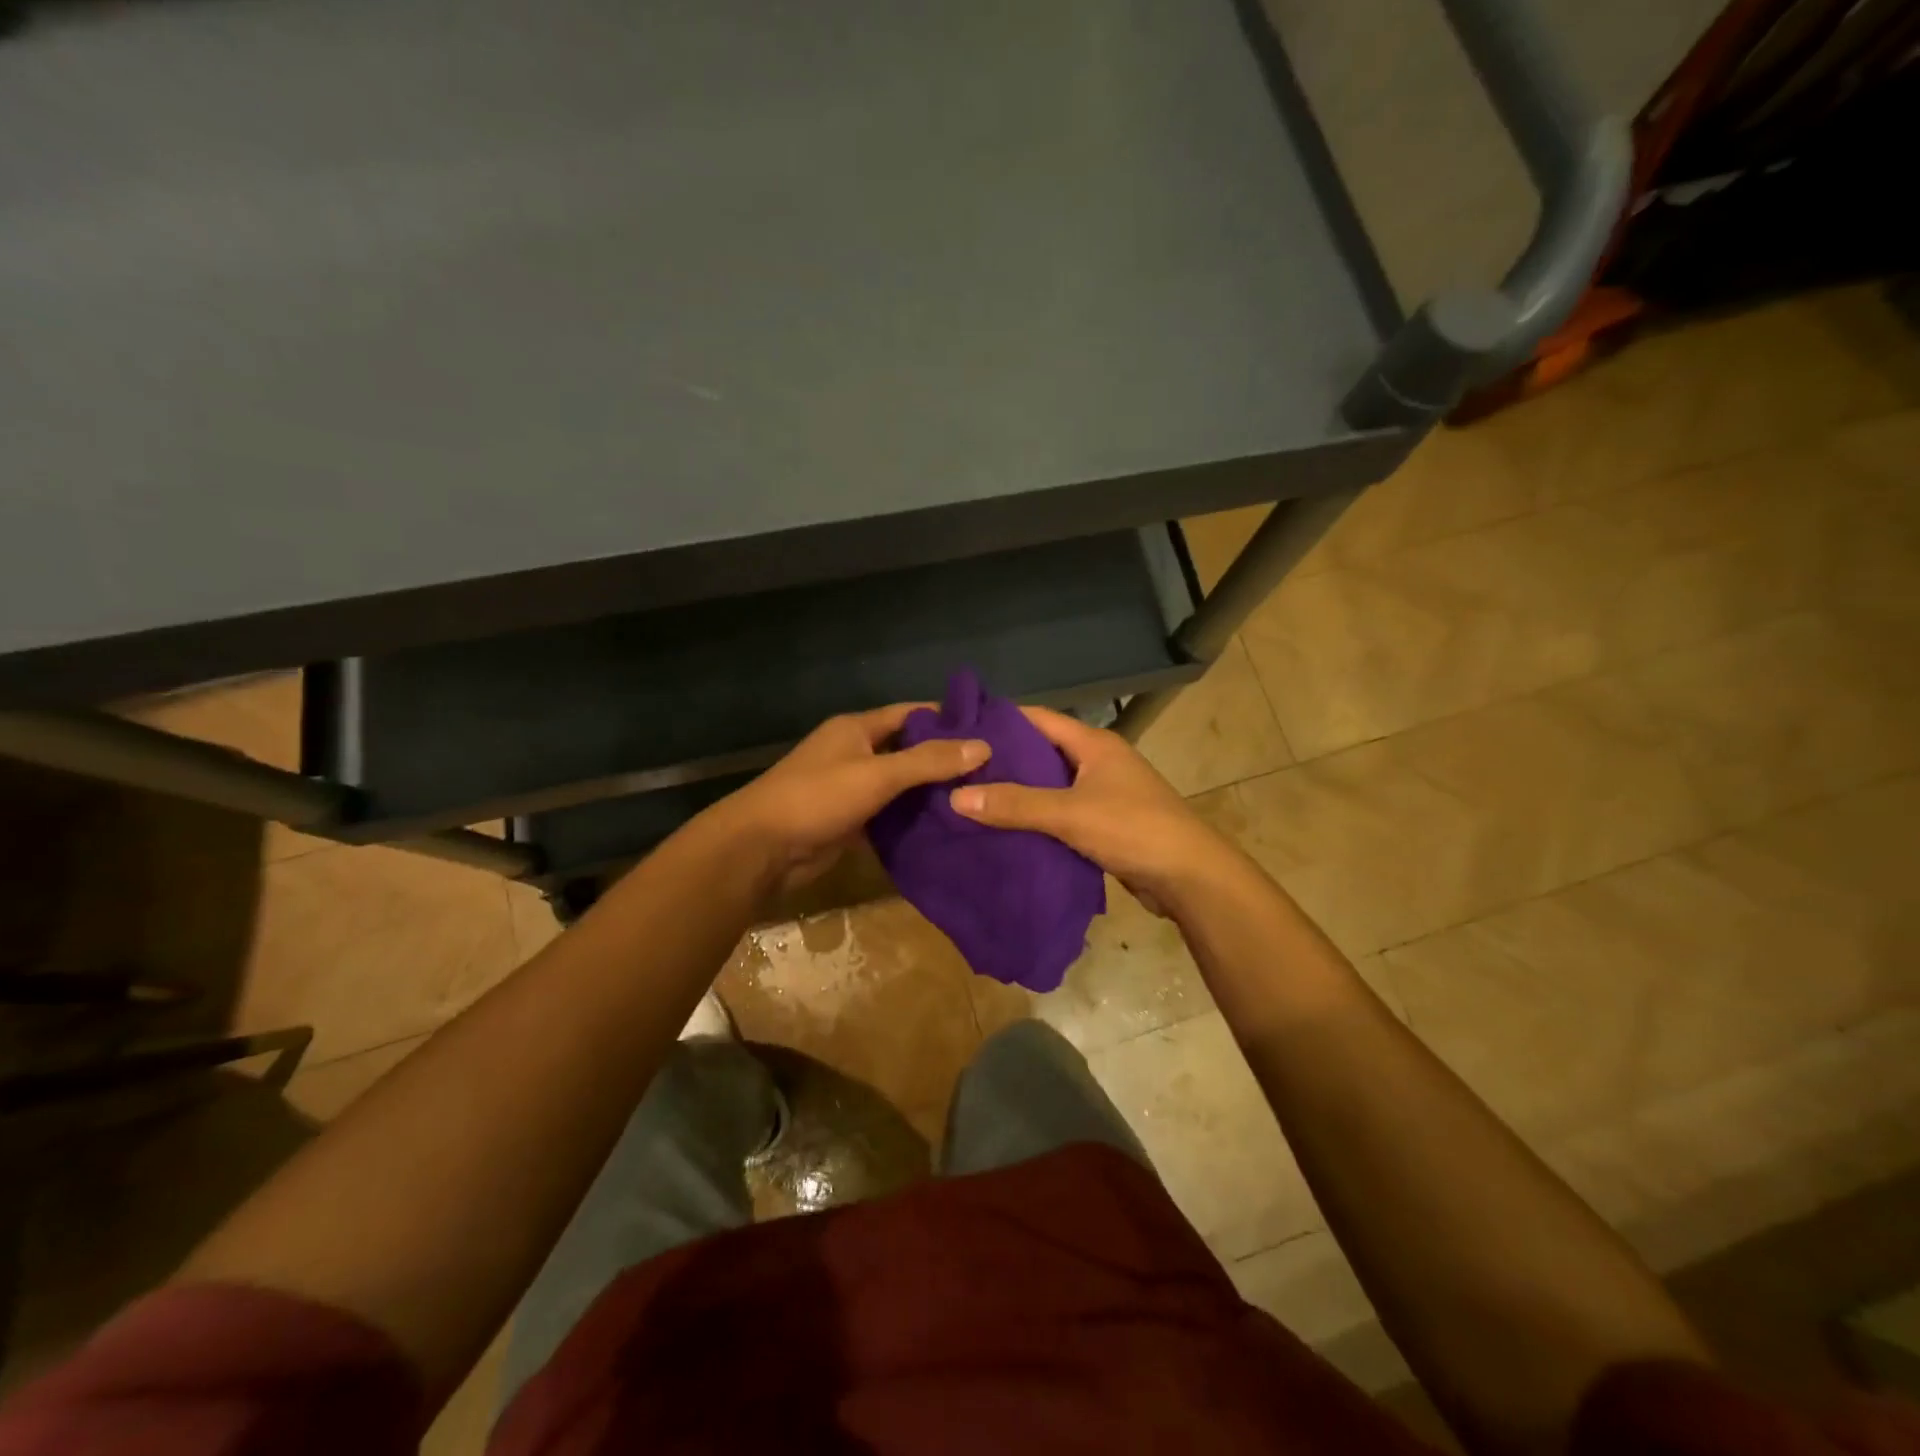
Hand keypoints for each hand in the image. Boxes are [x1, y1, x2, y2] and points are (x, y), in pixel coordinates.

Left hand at [713, 705, 989, 893]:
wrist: (762, 848)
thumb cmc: (817, 797)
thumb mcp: (877, 774)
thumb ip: (928, 761)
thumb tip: (983, 746)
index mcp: (857, 728)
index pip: (911, 714)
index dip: (947, 719)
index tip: (989, 730)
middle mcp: (855, 752)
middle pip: (908, 749)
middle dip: (945, 759)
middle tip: (993, 770)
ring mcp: (852, 787)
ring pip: (901, 785)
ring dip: (931, 792)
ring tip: (980, 798)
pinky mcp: (850, 820)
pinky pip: (890, 813)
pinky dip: (913, 818)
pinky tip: (947, 825)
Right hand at [947, 706, 1244, 911]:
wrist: (1190, 877)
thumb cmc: (1133, 829)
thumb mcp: (1069, 814)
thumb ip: (1015, 805)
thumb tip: (956, 797)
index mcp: (1093, 744)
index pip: (1038, 718)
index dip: (1000, 720)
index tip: (960, 728)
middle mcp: (1099, 761)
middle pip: (1042, 752)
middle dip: (1003, 760)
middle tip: (956, 768)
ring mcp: (1104, 792)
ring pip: (1051, 785)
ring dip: (1019, 792)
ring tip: (971, 798)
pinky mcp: (1106, 823)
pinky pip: (1062, 812)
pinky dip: (1037, 818)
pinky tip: (1006, 829)